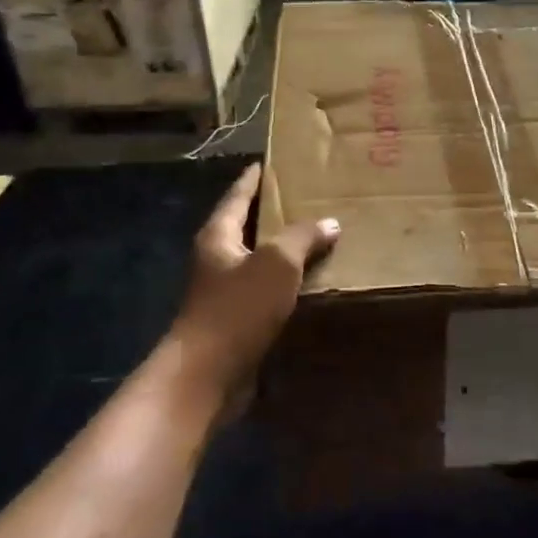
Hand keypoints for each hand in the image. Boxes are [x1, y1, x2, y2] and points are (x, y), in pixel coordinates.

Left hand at [167, 164, 338, 415]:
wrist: (207, 375)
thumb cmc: (237, 309)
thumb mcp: (276, 263)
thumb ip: (302, 237)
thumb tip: (330, 223)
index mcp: (218, 235)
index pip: (238, 195)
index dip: (254, 178)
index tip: (271, 162)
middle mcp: (217, 258)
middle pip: (248, 226)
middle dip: (275, 213)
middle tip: (310, 197)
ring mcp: (225, 291)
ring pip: (260, 260)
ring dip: (285, 251)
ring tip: (320, 236)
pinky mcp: (236, 320)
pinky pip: (266, 291)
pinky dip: (287, 283)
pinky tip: (313, 282)